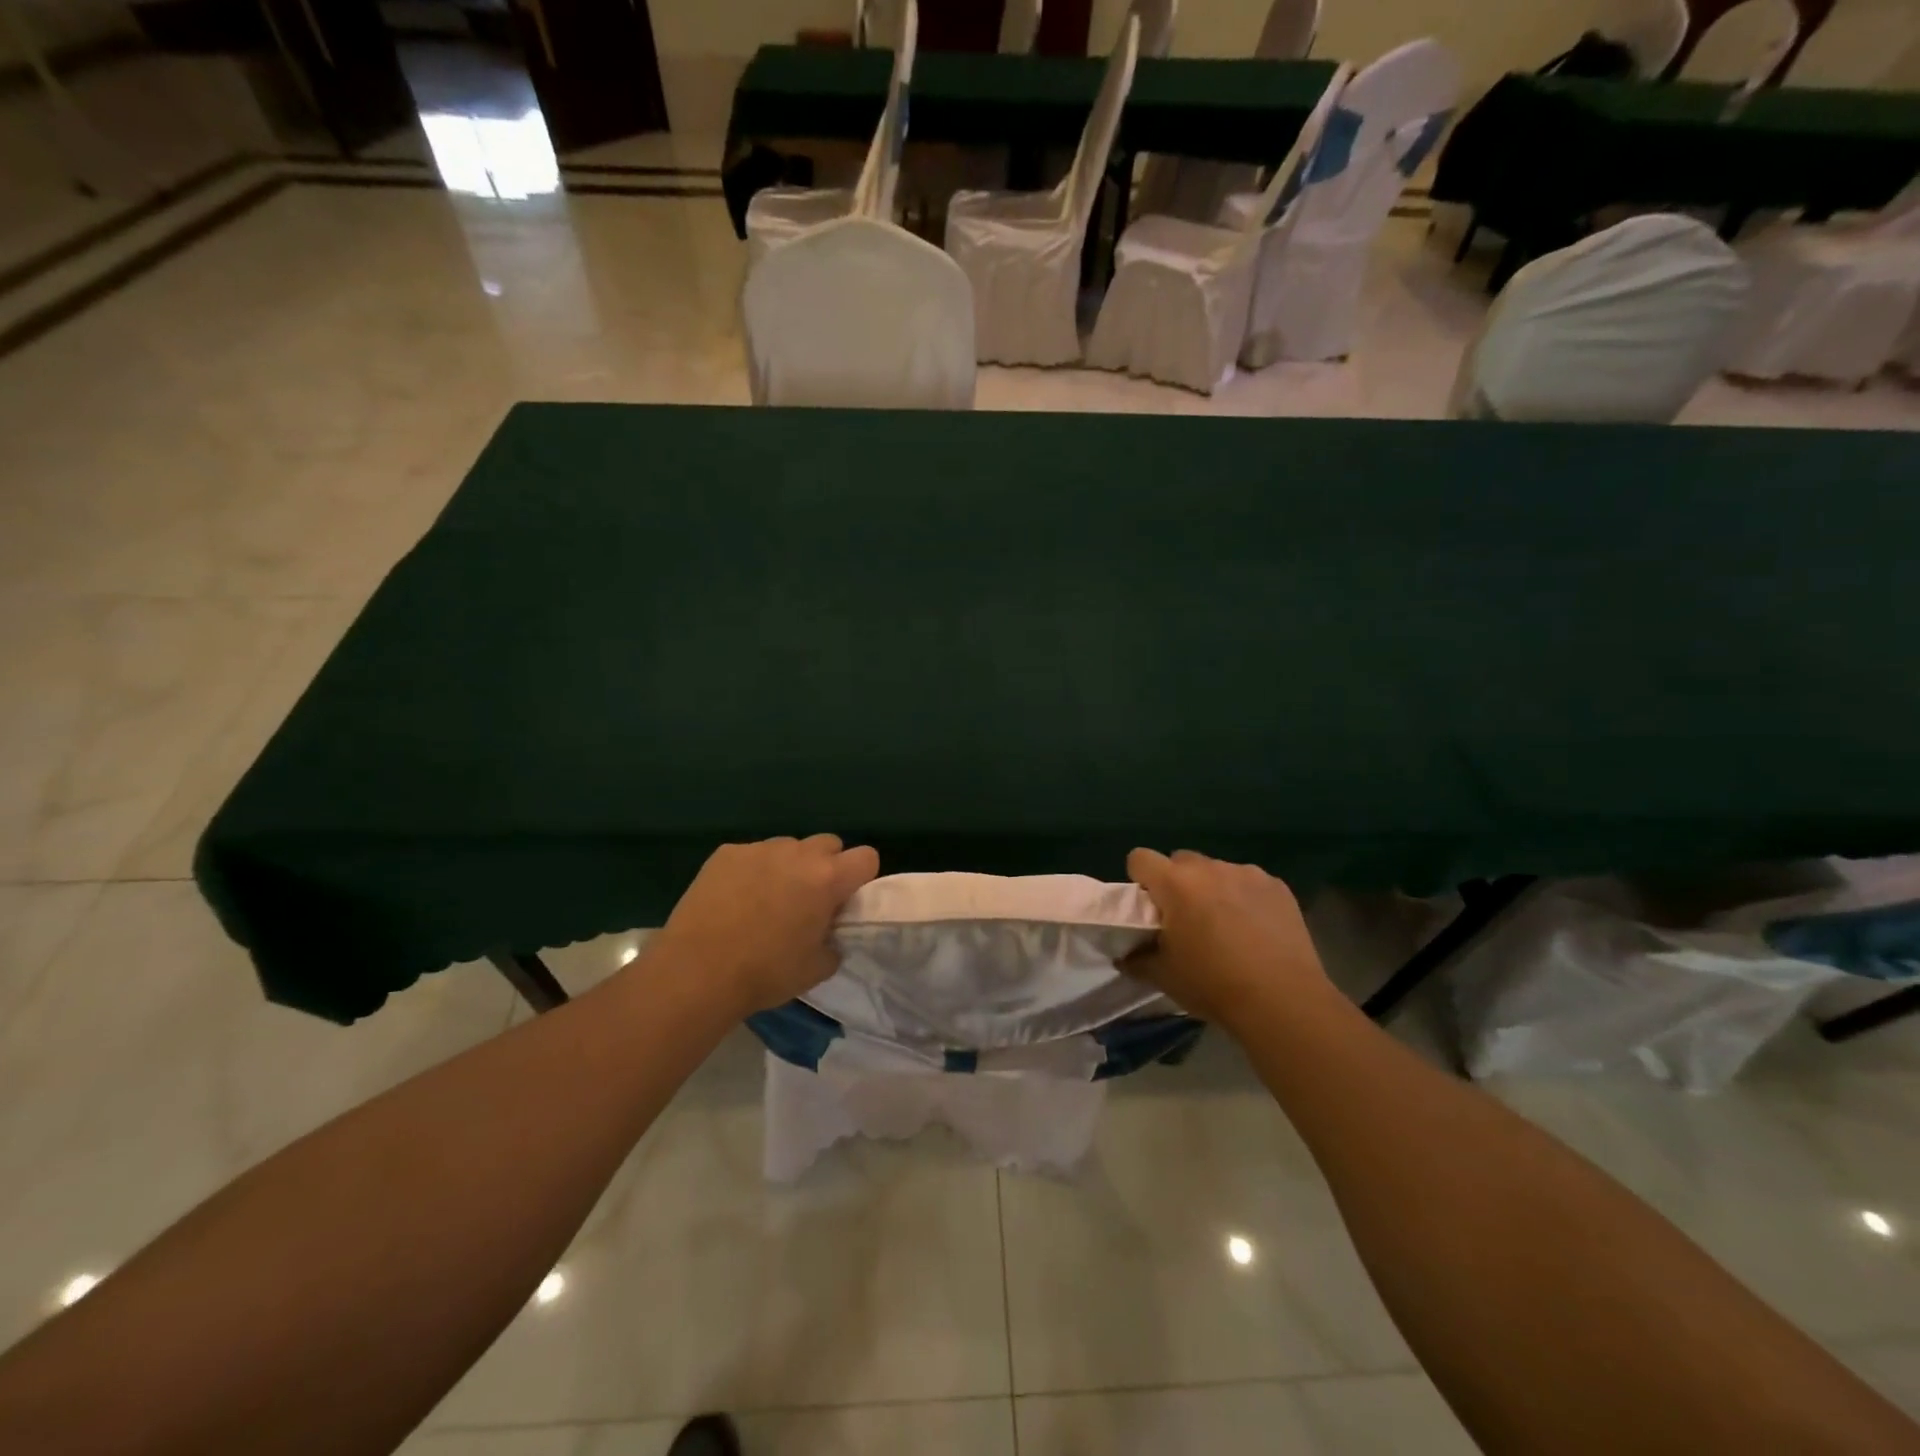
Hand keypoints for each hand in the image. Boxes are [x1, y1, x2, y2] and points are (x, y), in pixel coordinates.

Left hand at [650, 835, 879, 1016]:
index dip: (861, 877)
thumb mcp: (817, 969)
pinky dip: (752, 871)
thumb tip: (828, 932)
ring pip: (789, 847)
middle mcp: (798, 853)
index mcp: (827, 879)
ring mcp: (759, 849)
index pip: (866, 857)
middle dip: (826, 866)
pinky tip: (735, 900)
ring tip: (767, 900)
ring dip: (789, 867)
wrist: (697, 972)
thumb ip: (834, 942)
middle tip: (809, 900)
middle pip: (828, 844)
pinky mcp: (726, 853)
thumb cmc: (765, 973)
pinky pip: (752, 855)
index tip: (845, 900)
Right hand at [1123, 849, 1330, 1027]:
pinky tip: (1256, 929)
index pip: (1140, 858)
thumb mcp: (1164, 976)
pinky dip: (1245, 898)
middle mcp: (1209, 868)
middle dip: (1177, 883)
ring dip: (1212, 889)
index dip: (1140, 878)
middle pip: (1180, 861)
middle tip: (1185, 918)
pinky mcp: (1277, 886)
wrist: (1282, 1000)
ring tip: (1226, 925)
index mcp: (1174, 883)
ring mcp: (1246, 873)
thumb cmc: (1213, 984)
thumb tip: (1124, 955)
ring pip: (1217, 871)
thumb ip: (1137, 959)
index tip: (1149, 905)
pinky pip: (1249, 882)